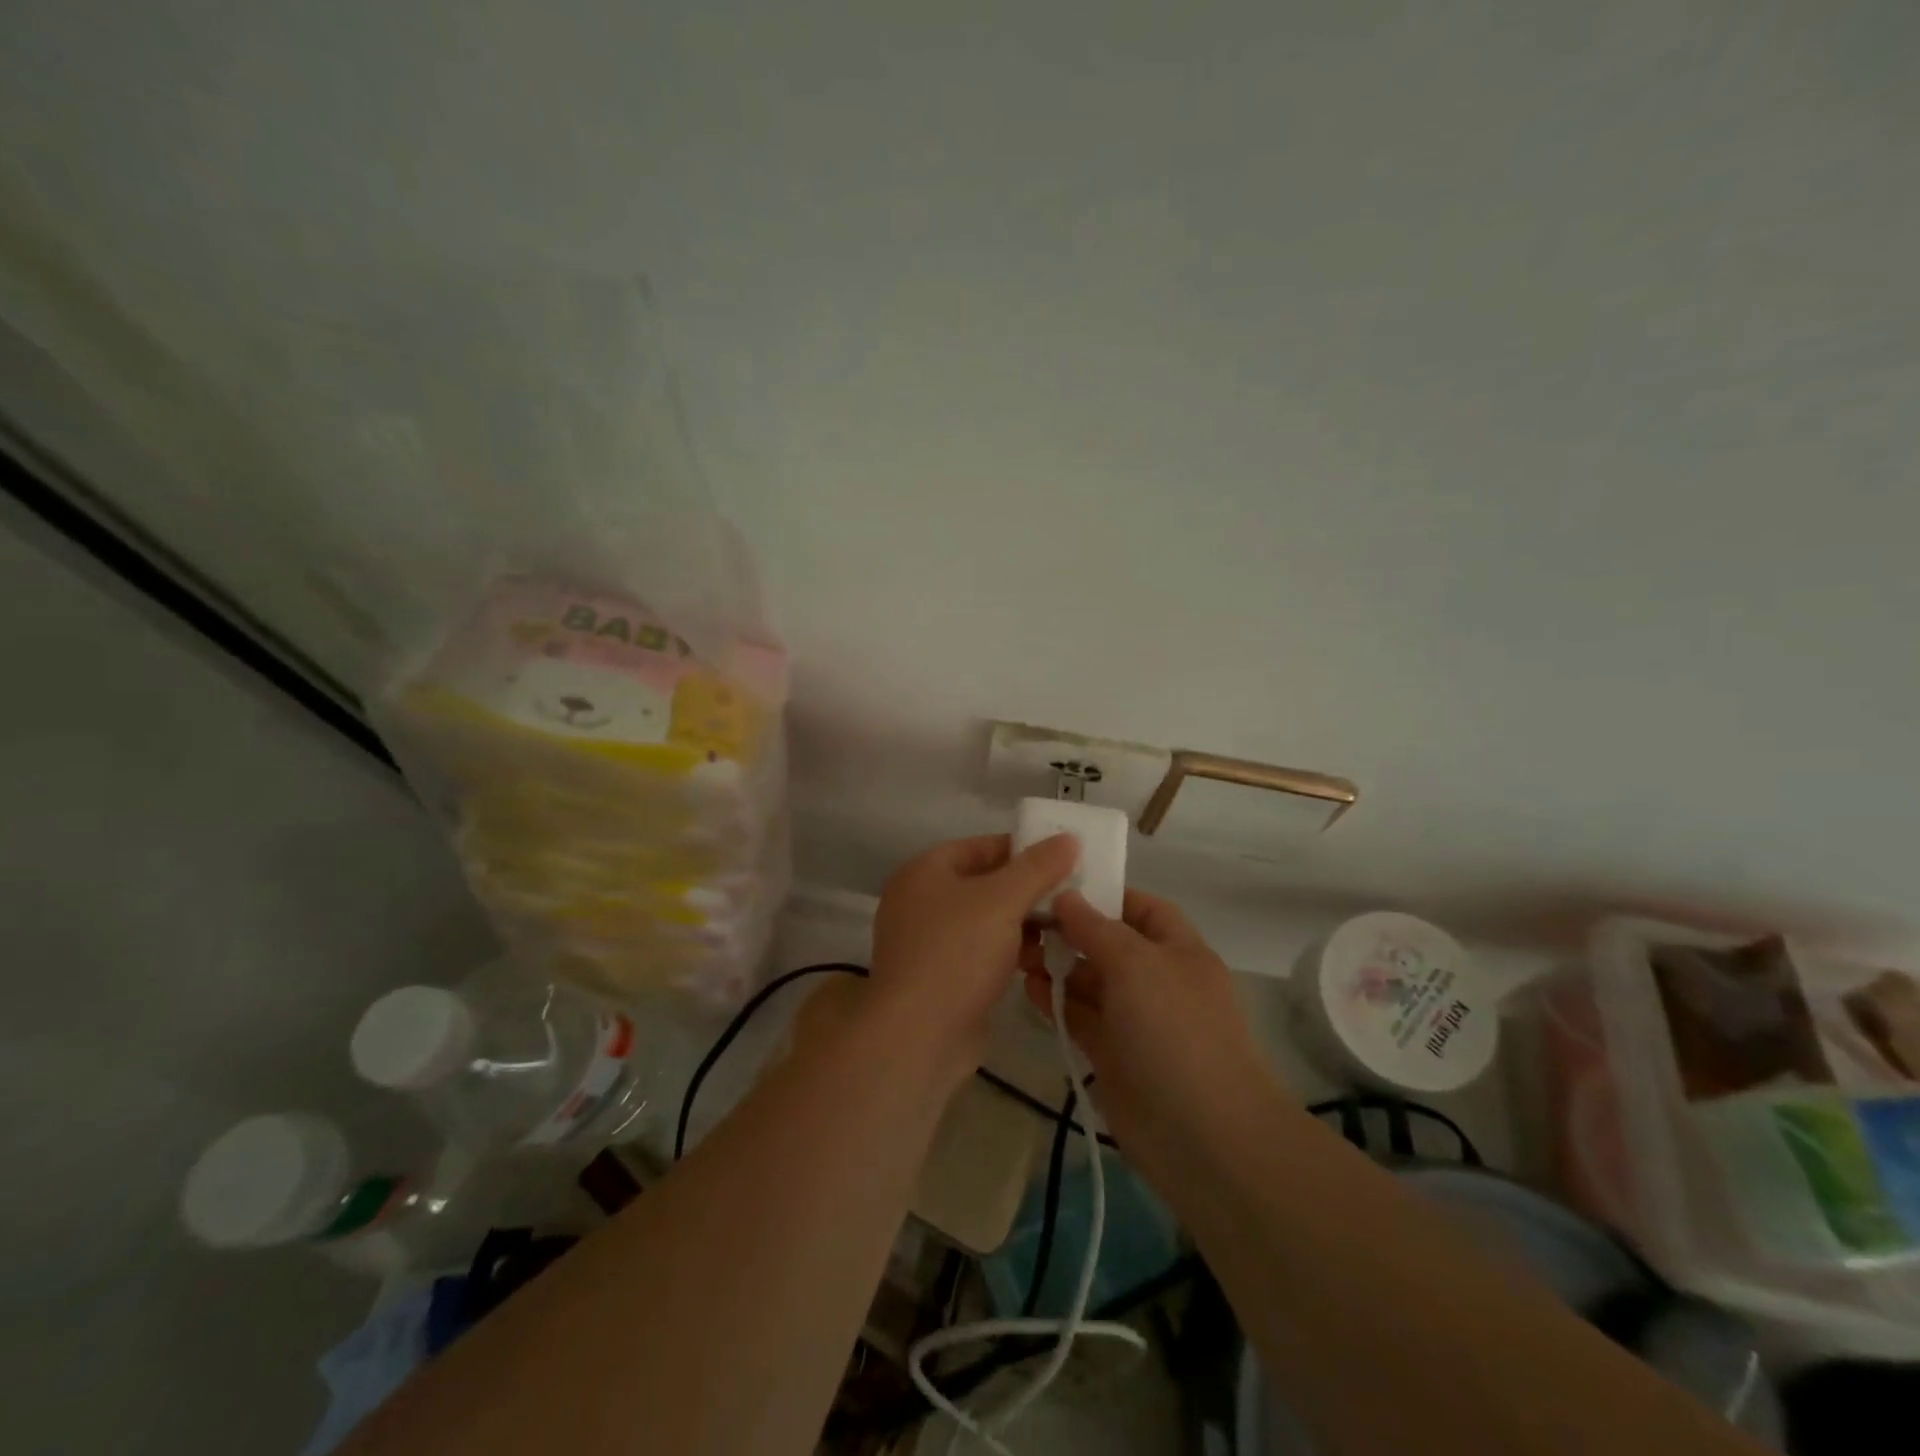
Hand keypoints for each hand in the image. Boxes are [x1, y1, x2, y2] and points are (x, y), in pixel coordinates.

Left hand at [869, 833, 1078, 1081]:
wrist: (919, 1036)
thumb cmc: (957, 953)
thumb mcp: (1003, 901)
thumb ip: (1037, 867)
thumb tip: (1068, 838)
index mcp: (924, 872)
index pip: (980, 846)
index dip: (1022, 850)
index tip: (1064, 859)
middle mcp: (921, 901)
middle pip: (984, 884)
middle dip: (1027, 891)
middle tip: (1071, 896)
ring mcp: (928, 942)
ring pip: (985, 921)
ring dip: (1022, 924)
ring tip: (1065, 929)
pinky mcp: (941, 978)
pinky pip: (981, 952)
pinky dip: (1009, 952)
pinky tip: (1041, 960)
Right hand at [1025, 888, 1285, 1183]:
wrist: (1203, 1136)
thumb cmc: (1175, 1031)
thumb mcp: (1137, 964)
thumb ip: (1096, 928)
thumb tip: (1066, 896)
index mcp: (1178, 949)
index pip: (1139, 907)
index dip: (1102, 894)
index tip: (1055, 886)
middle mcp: (1157, 979)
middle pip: (1107, 943)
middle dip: (1068, 931)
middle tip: (1021, 921)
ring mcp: (1134, 1019)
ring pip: (1089, 981)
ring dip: (1056, 966)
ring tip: (1016, 954)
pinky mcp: (1112, 1054)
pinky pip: (1079, 1016)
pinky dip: (1056, 1001)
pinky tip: (1029, 989)